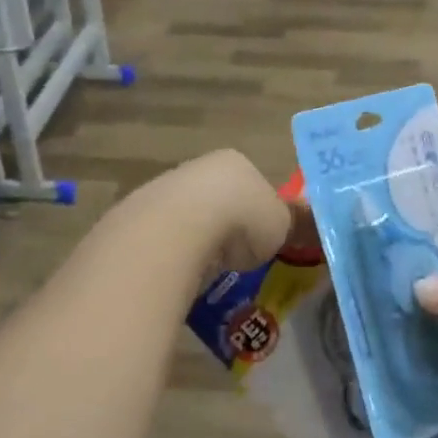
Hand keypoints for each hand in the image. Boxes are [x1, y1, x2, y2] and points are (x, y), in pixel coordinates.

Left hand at [152, 150, 309, 283]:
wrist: (179, 229)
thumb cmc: (241, 220)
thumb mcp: (282, 225)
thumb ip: (289, 223)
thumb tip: (298, 225)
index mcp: (237, 163)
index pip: (252, 184)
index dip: (259, 213)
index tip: (261, 239)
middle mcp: (200, 167)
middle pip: (218, 198)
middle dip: (226, 226)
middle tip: (235, 257)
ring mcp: (166, 189)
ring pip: (189, 217)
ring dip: (198, 241)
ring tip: (208, 272)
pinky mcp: (139, 216)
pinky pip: (165, 238)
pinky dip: (174, 255)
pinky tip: (181, 274)